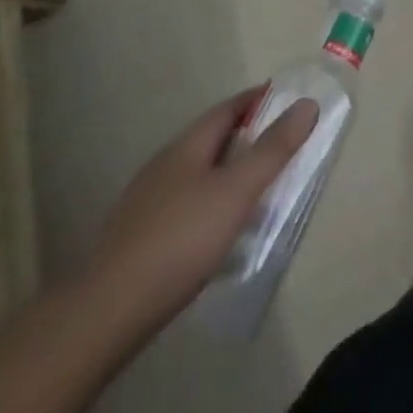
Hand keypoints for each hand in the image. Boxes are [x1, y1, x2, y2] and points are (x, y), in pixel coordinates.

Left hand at [84, 88, 318, 328]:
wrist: (105, 313)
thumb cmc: (181, 239)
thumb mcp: (238, 190)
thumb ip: (274, 148)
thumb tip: (307, 104)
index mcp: (187, 146)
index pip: (228, 108)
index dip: (259, 99)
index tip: (288, 99)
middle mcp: (163, 165)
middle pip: (211, 139)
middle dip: (245, 137)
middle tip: (280, 144)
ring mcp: (145, 203)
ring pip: (196, 174)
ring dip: (226, 172)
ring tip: (254, 187)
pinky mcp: (136, 239)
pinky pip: (183, 205)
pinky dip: (207, 203)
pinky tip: (216, 228)